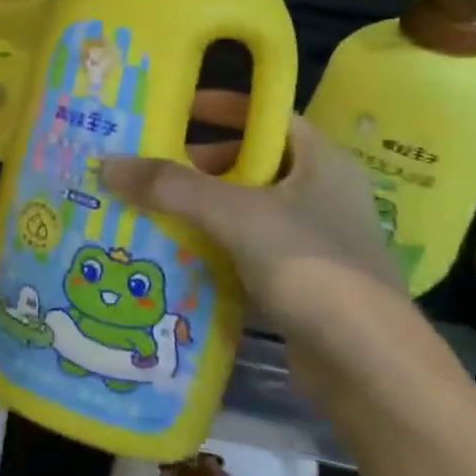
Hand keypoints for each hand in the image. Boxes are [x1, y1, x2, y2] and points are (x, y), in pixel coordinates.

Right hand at [100, 91, 416, 380]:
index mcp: (319, 160)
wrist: (369, 368)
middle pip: (251, 163)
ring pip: (245, 210)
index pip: (266, 115)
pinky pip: (246, 250)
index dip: (221, 107)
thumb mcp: (235, 214)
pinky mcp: (300, 282)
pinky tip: (175, 256)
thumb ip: (171, 187)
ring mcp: (311, 240)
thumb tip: (107, 164)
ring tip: (149, 210)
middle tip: (149, 170)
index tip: (174, 110)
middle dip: (198, 165)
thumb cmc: (309, 266)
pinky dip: (213, 248)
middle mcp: (319, 192)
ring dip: (201, 209)